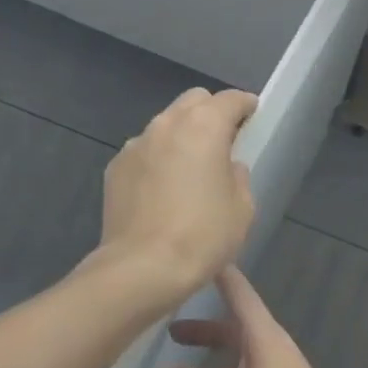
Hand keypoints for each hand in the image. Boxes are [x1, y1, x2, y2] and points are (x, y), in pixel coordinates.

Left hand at [98, 87, 257, 294]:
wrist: (142, 268)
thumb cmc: (203, 236)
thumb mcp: (242, 208)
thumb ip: (238, 176)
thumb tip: (227, 167)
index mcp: (204, 126)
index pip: (229, 99)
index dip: (244, 105)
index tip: (253, 115)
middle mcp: (166, 124)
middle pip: (193, 101)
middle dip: (210, 113)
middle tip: (223, 140)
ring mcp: (135, 144)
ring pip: (165, 125)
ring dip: (181, 135)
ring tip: (190, 167)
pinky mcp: (115, 168)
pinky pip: (144, 151)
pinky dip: (158, 158)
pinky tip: (163, 189)